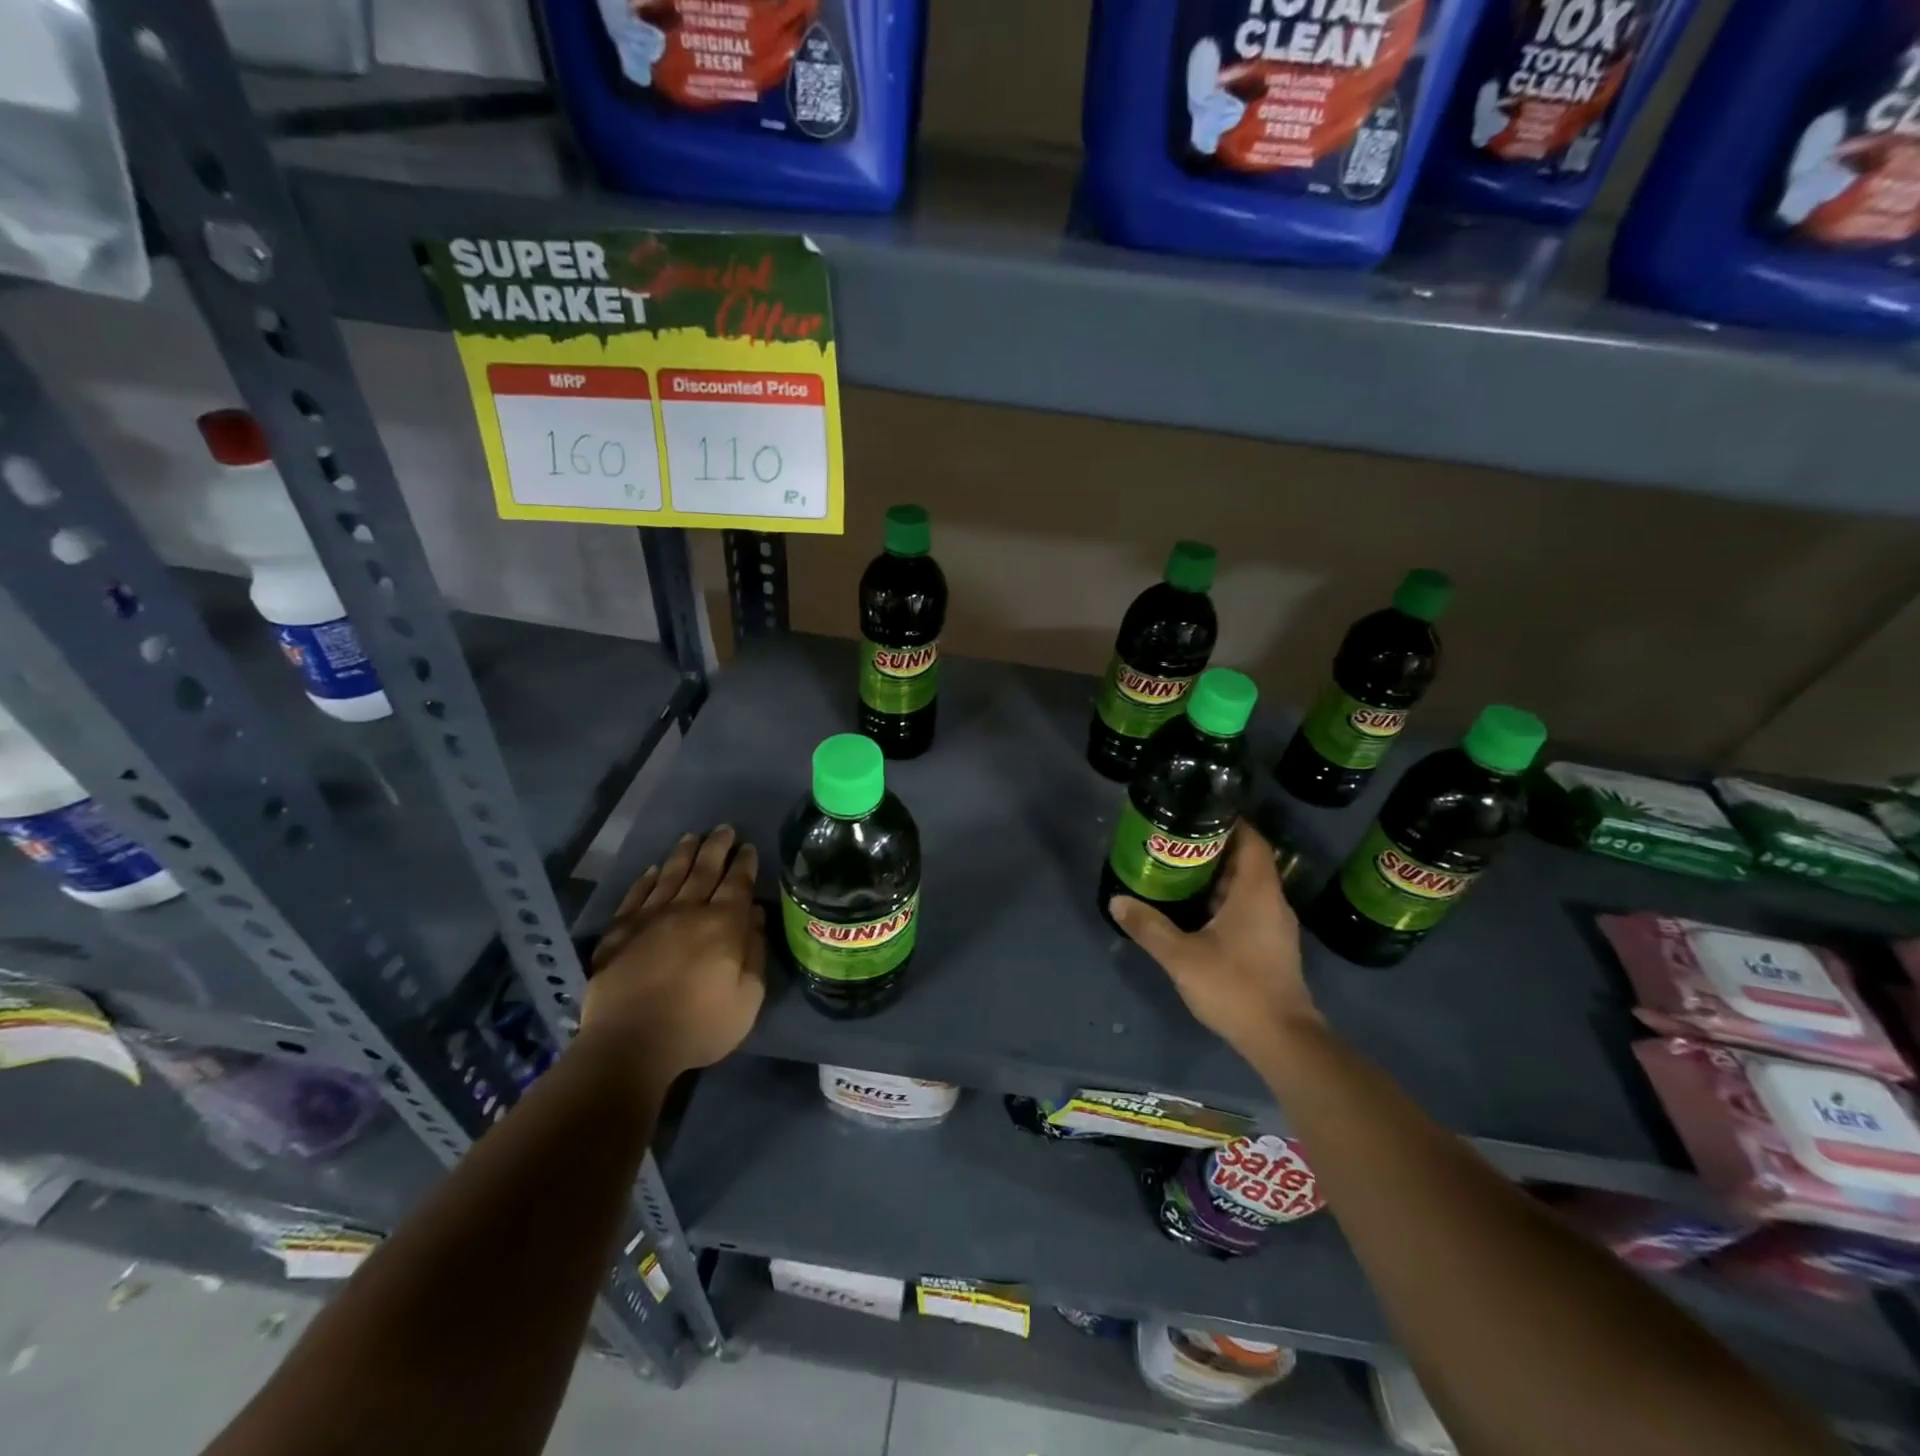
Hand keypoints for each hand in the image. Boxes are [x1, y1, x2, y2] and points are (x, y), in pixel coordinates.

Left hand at [585, 826, 766, 1077]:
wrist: (629, 1044)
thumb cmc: (699, 1025)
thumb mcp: (747, 998)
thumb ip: (755, 954)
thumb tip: (756, 917)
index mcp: (723, 925)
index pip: (737, 884)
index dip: (744, 864)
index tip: (748, 847)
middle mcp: (687, 911)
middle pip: (704, 870)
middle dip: (716, 847)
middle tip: (724, 829)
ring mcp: (649, 919)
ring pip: (669, 876)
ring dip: (683, 854)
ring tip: (691, 837)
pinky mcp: (618, 933)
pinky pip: (635, 896)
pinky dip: (645, 880)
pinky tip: (652, 870)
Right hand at [1109, 823, 1318, 1068]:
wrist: (1281, 1039)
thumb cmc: (1235, 987)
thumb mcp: (1181, 956)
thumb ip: (1148, 927)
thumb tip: (1117, 901)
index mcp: (1256, 891)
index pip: (1251, 840)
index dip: (1230, 822)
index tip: (1198, 814)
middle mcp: (1271, 902)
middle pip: (1248, 861)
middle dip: (1215, 849)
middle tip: (1177, 842)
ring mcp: (1275, 926)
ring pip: (1248, 887)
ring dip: (1219, 877)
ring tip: (1181, 871)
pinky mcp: (1272, 947)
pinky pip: (1249, 908)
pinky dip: (1226, 901)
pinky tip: (1197, 911)